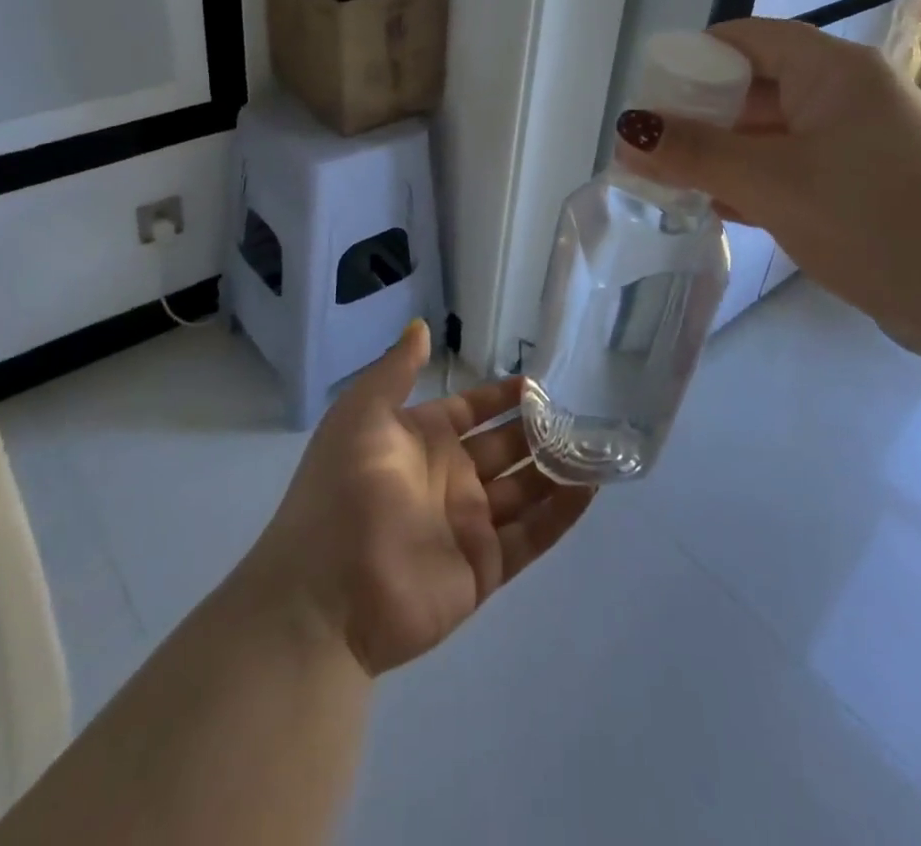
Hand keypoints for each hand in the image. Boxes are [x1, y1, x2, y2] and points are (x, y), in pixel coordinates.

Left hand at [239, 320, 594, 676]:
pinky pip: (531, 536)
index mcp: (421, 441)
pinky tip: (591, 488)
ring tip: (598, 446)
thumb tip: (421, 326)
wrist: (323, 593)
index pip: (472, 411)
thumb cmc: (343, 489)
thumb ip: (397, 371)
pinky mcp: (483, 568)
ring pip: (524, 490)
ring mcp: (468, 525)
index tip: (538, 382)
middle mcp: (449, 479)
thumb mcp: (362, 414)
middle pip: (504, 448)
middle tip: (581, 413)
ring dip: (557, 469)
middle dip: (539, 430)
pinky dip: (561, 514)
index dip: (501, 397)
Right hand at [613, 18, 920, 358]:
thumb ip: (694, 154)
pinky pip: (792, 165)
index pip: (746, 39)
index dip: (691, 58)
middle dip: (698, 113)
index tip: (647, 93)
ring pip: (771, 131)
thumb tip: (626, 134)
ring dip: (721, 152)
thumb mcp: (770, 182)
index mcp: (832, 70)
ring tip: (668, 178)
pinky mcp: (862, 183)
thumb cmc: (872, 219)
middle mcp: (847, 93)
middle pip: (755, 85)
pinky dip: (752, 179)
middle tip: (648, 145)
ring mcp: (858, 140)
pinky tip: (715, 205)